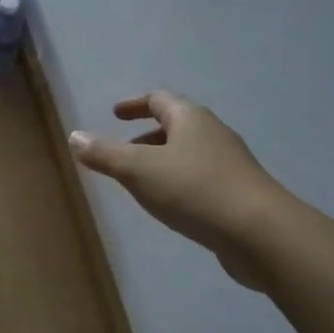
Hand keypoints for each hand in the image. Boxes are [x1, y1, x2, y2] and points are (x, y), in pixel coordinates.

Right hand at [69, 91, 283, 290]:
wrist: (259, 232)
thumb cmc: (194, 190)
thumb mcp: (138, 171)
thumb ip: (105, 154)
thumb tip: (74, 136)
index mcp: (190, 118)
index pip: (159, 100)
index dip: (134, 105)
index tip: (115, 114)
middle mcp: (213, 133)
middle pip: (176, 125)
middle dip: (147, 136)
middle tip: (122, 151)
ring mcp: (229, 164)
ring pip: (189, 153)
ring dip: (163, 161)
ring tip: (140, 181)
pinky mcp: (238, 193)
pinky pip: (200, 178)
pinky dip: (178, 182)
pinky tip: (170, 204)